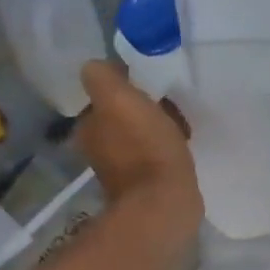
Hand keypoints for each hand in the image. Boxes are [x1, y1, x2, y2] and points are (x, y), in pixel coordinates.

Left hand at [74, 61, 201, 236]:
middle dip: (143, 107)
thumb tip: (100, 67)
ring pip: (139, 133)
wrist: (164, 202)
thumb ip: (103, 77)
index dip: (127, 85)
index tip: (151, 84)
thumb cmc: (144, 146)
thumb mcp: (119, 99)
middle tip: (169, 104)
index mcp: (88, 126)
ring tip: (180, 124)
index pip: (104, 94)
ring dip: (157, 127)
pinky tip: (182, 146)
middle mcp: (97, 147)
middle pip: (122, 114)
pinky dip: (165, 148)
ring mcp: (120, 169)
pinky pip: (154, 154)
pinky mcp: (144, 185)